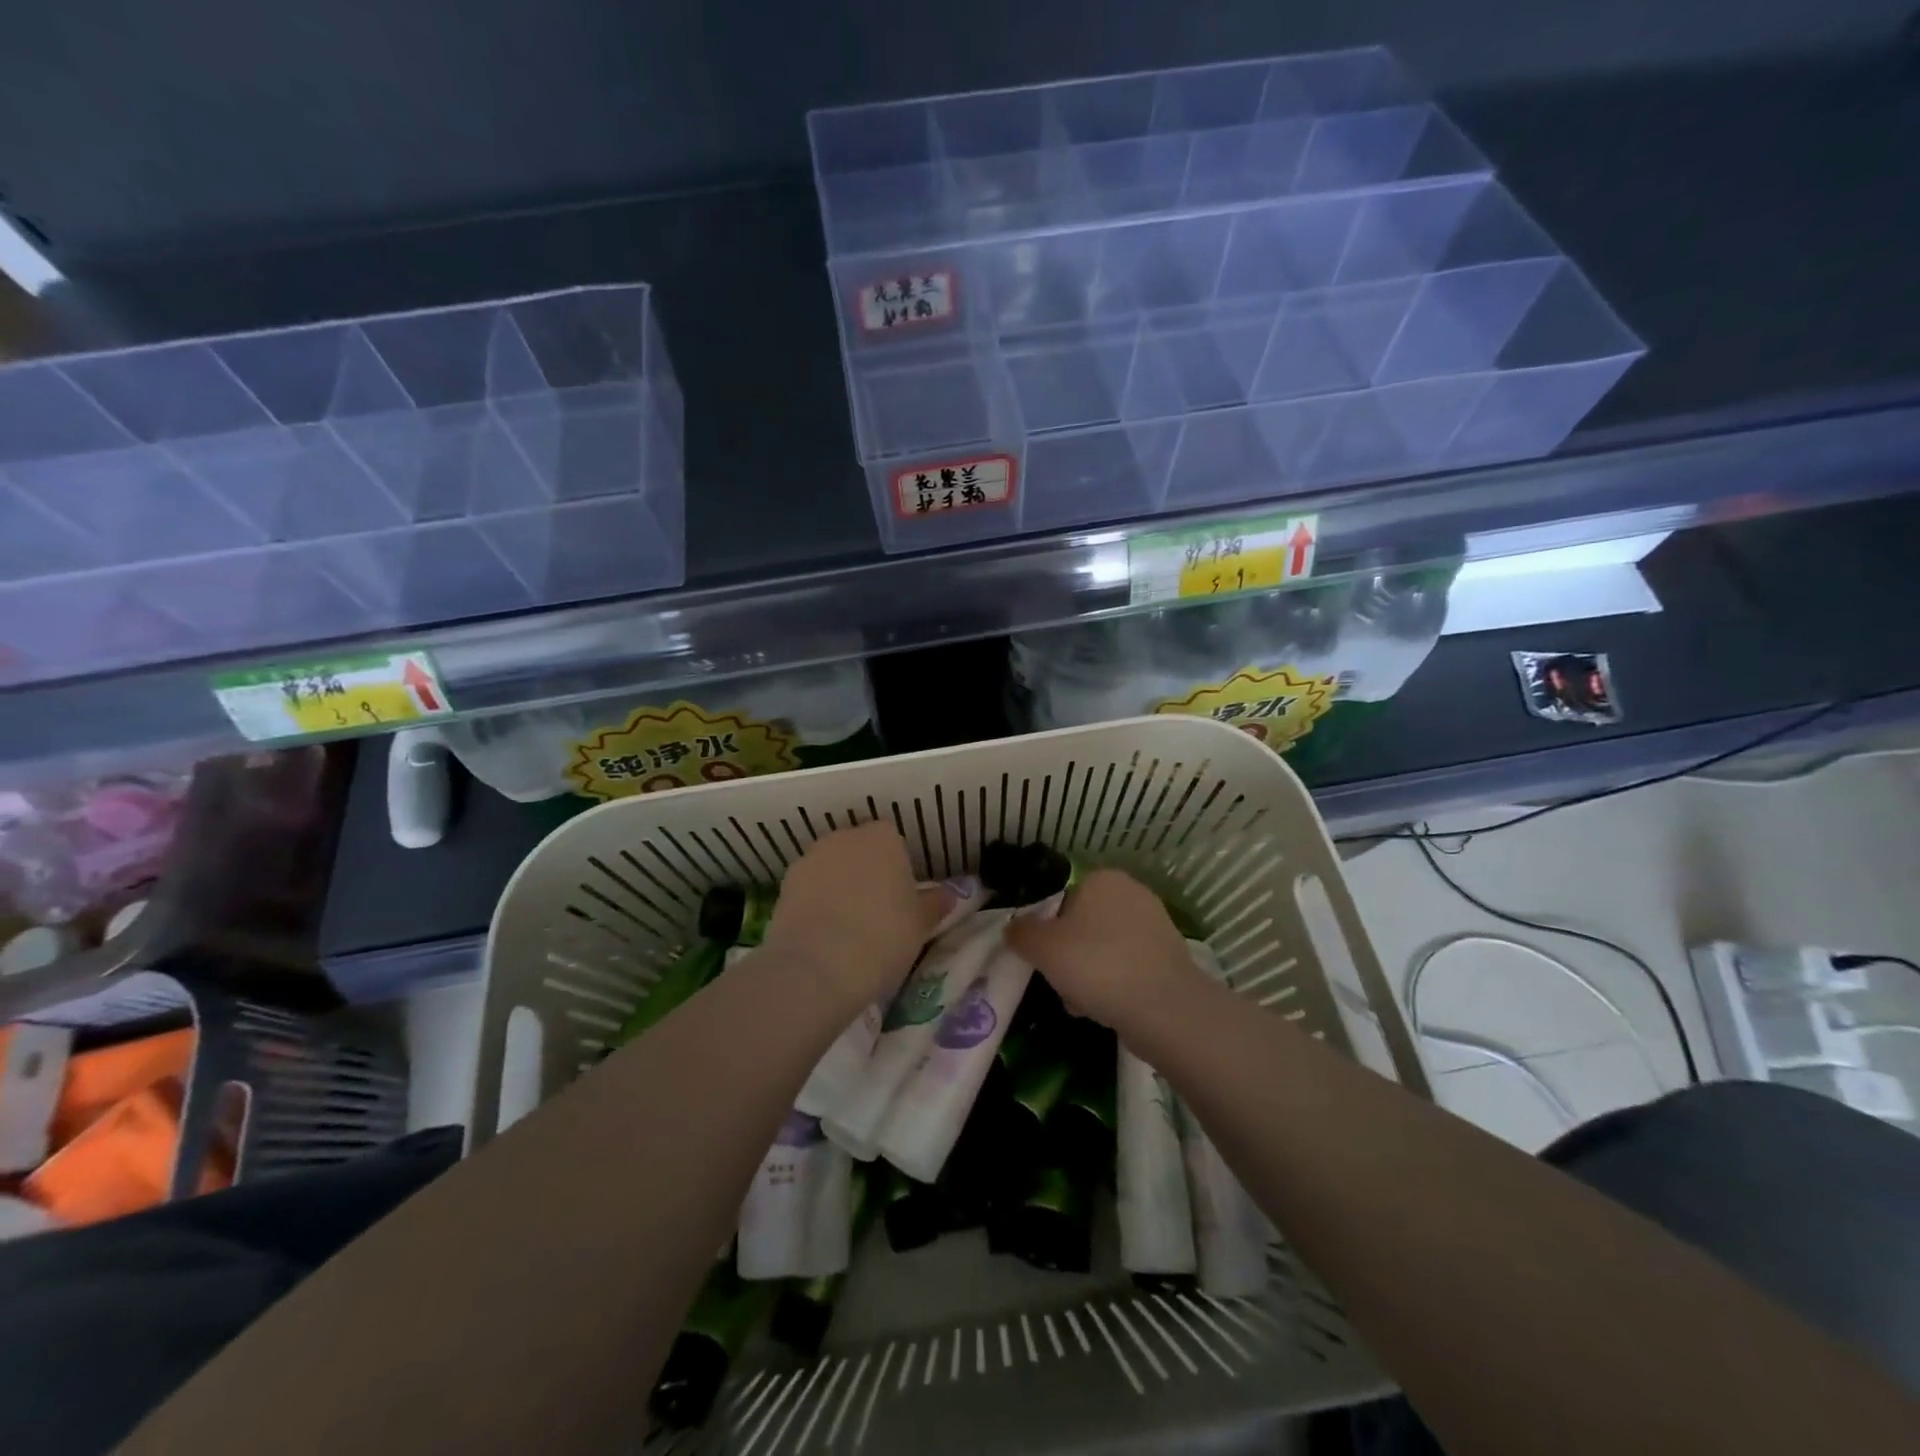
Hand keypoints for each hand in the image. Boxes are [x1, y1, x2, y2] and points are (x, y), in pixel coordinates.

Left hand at [763, 822, 950, 1011]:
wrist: (817, 967)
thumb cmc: (882, 937)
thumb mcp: (921, 925)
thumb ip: (934, 904)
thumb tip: (947, 894)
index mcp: (883, 838)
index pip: (894, 840)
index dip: (898, 868)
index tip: (902, 898)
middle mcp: (844, 838)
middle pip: (860, 850)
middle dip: (867, 872)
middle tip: (877, 912)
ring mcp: (810, 859)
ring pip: (832, 867)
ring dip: (839, 886)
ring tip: (847, 928)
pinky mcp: (784, 885)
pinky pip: (809, 889)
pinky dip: (816, 904)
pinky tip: (823, 935)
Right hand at [1004, 869, 1203, 1035]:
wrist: (1163, 1008)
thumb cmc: (1097, 964)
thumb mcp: (1043, 947)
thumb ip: (1021, 933)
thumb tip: (1013, 928)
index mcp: (1102, 879)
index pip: (1062, 899)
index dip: (1048, 930)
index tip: (1043, 958)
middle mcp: (1132, 893)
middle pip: (1083, 926)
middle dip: (1069, 956)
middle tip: (1060, 983)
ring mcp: (1155, 925)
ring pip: (1104, 949)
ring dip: (1088, 974)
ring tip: (1081, 1004)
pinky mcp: (1169, 957)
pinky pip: (1127, 967)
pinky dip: (1114, 985)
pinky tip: (1106, 1009)